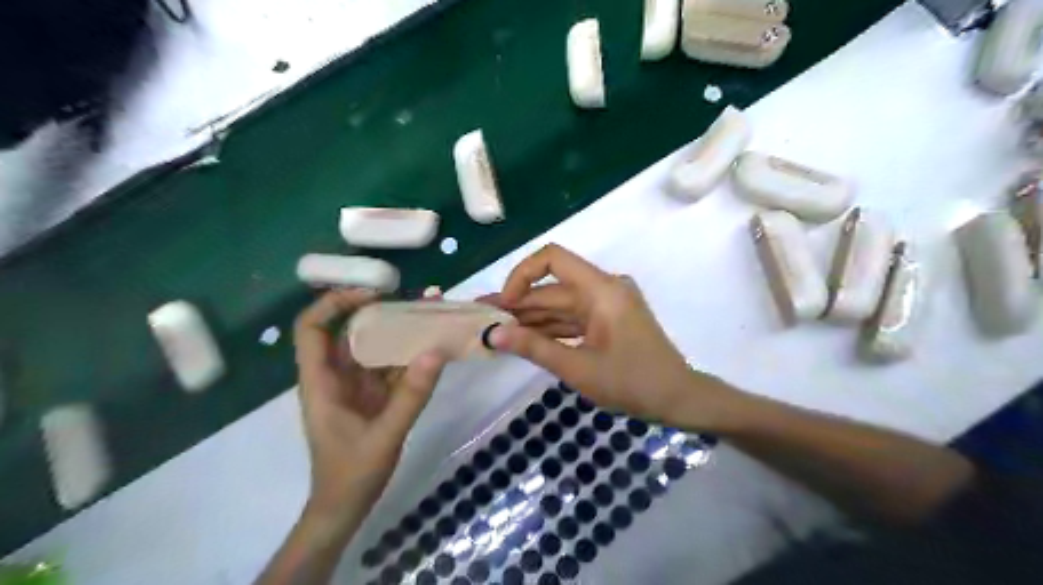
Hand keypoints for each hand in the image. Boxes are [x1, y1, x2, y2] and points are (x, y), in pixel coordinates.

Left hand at [291, 289, 446, 526]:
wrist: (346, 507)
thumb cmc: (351, 474)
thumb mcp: (384, 435)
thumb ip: (411, 395)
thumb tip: (436, 351)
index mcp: (321, 381)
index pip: (312, 329)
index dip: (335, 303)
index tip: (372, 293)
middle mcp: (337, 376)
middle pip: (351, 331)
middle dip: (382, 310)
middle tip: (417, 299)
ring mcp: (357, 385)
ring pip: (375, 347)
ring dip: (401, 331)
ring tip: (432, 314)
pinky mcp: (374, 395)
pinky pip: (391, 366)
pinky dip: (411, 354)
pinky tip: (434, 346)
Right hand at [485, 244, 735, 427]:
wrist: (678, 399)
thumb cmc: (632, 383)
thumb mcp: (578, 368)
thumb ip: (533, 348)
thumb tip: (493, 334)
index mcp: (601, 290)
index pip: (553, 258)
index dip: (522, 275)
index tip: (505, 304)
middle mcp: (603, 288)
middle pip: (552, 287)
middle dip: (517, 303)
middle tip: (482, 318)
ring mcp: (607, 304)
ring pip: (560, 304)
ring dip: (530, 317)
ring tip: (495, 330)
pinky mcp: (608, 319)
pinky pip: (572, 318)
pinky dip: (549, 328)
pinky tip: (523, 338)